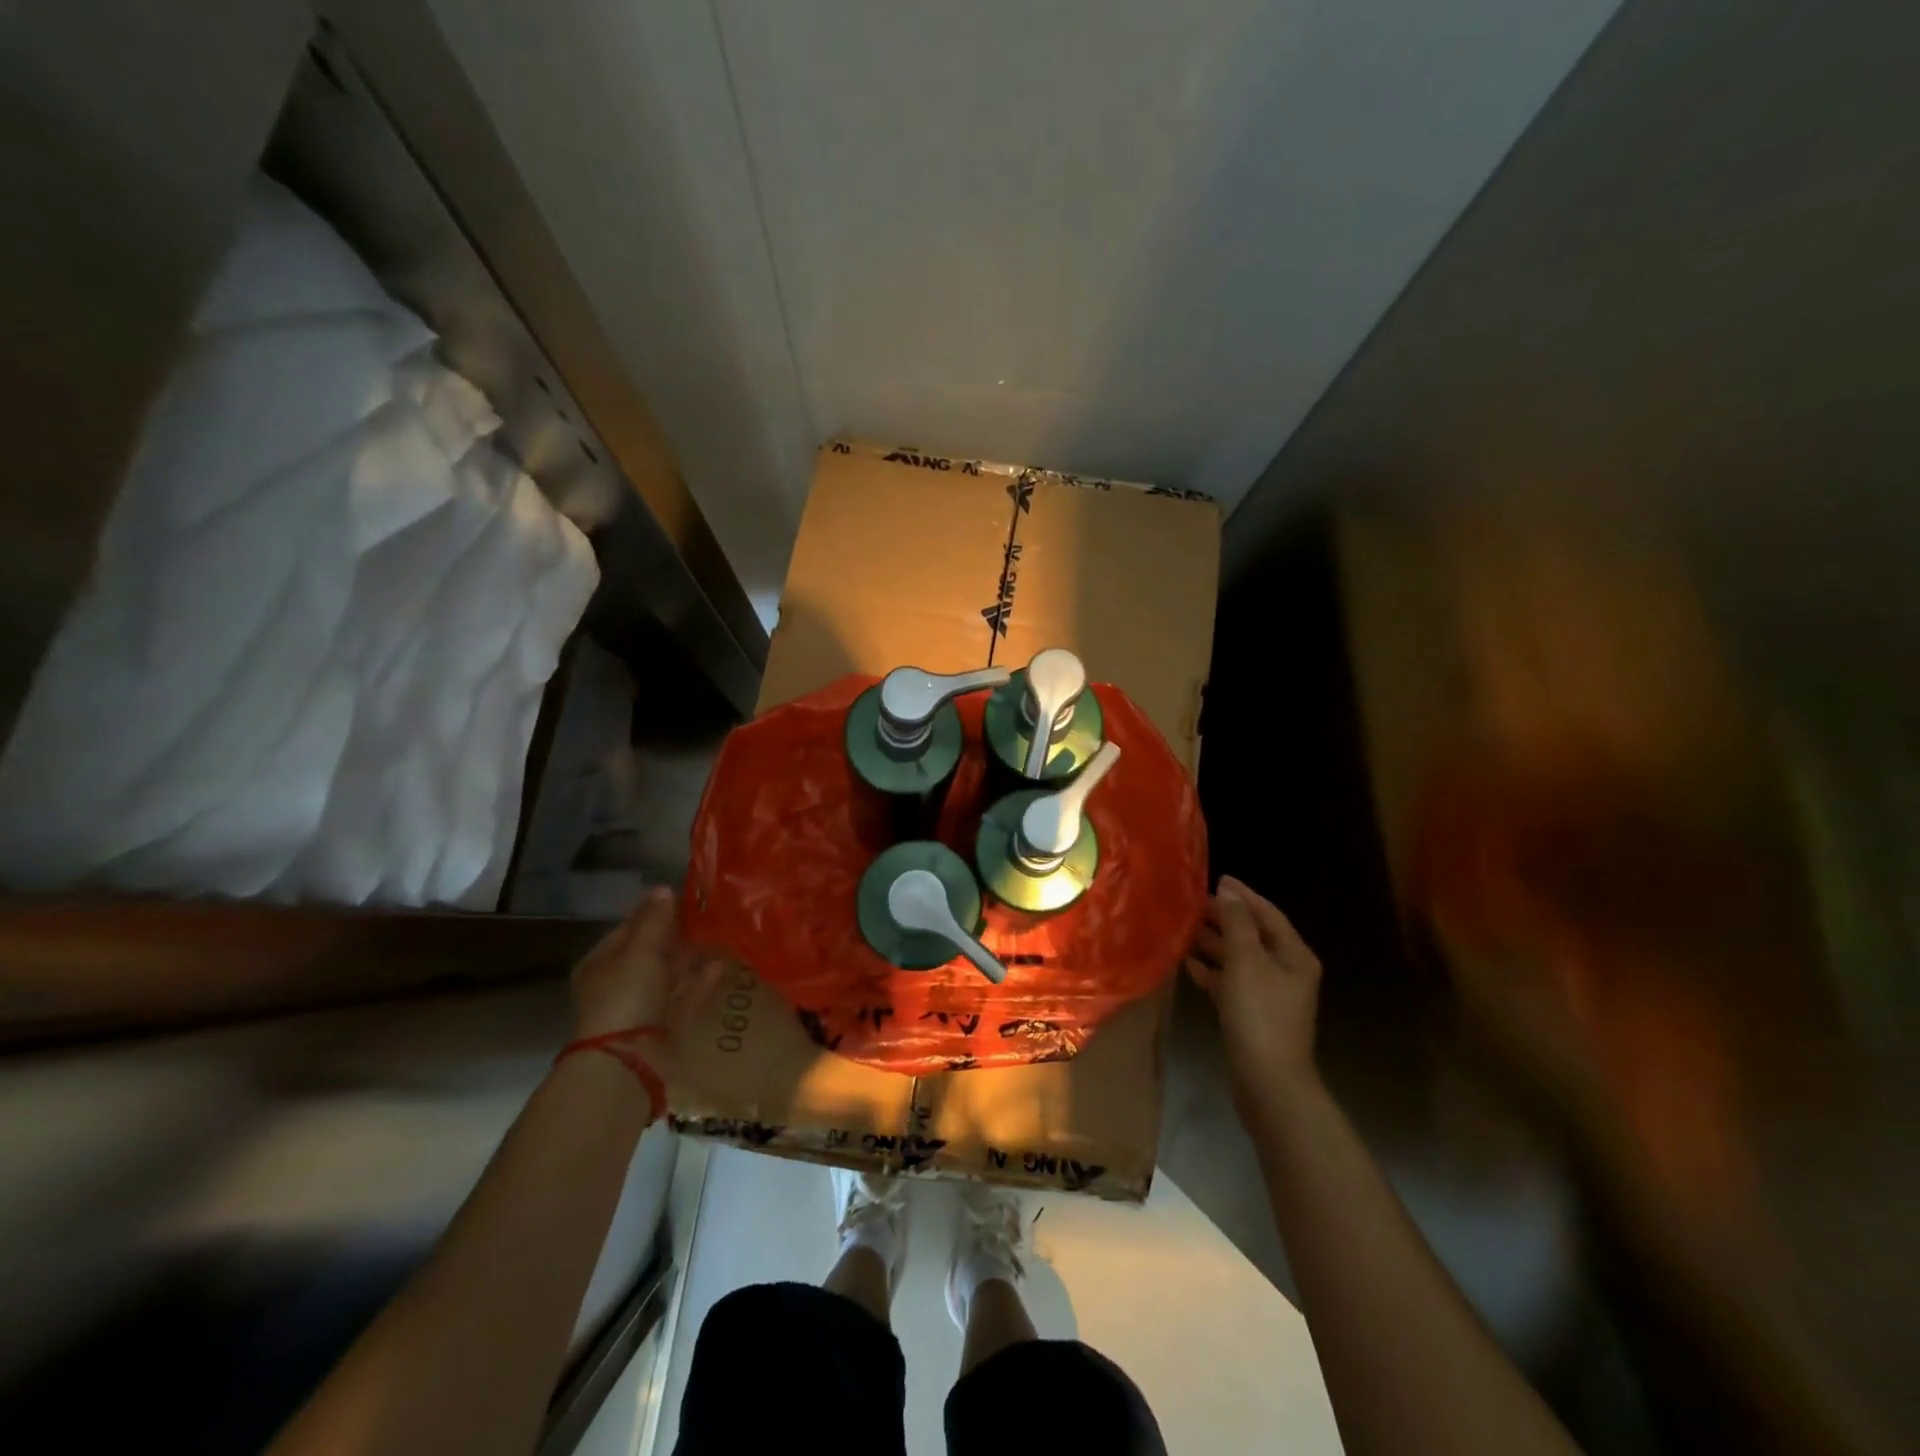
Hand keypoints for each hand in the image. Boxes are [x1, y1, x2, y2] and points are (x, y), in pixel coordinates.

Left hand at [570, 886, 723, 1041]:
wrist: (627, 1060)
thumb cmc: (626, 995)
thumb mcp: (641, 950)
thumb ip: (655, 920)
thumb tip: (664, 888)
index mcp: (601, 963)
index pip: (627, 929)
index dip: (652, 911)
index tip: (681, 896)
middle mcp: (618, 984)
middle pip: (649, 953)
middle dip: (675, 936)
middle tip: (704, 916)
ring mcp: (640, 1008)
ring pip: (668, 976)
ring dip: (690, 959)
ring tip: (718, 938)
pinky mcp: (662, 1028)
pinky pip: (684, 997)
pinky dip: (700, 982)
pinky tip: (722, 966)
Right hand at [1185, 875, 1323, 1112]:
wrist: (1268, 1081)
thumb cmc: (1259, 1013)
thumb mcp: (1246, 960)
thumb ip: (1236, 922)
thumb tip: (1229, 891)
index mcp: (1294, 956)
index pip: (1268, 914)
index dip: (1243, 896)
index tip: (1216, 879)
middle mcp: (1286, 972)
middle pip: (1253, 936)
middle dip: (1225, 919)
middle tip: (1193, 904)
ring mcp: (1270, 996)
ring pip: (1239, 960)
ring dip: (1215, 944)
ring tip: (1185, 930)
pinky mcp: (1252, 1017)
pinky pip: (1231, 984)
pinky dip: (1212, 972)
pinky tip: (1189, 965)